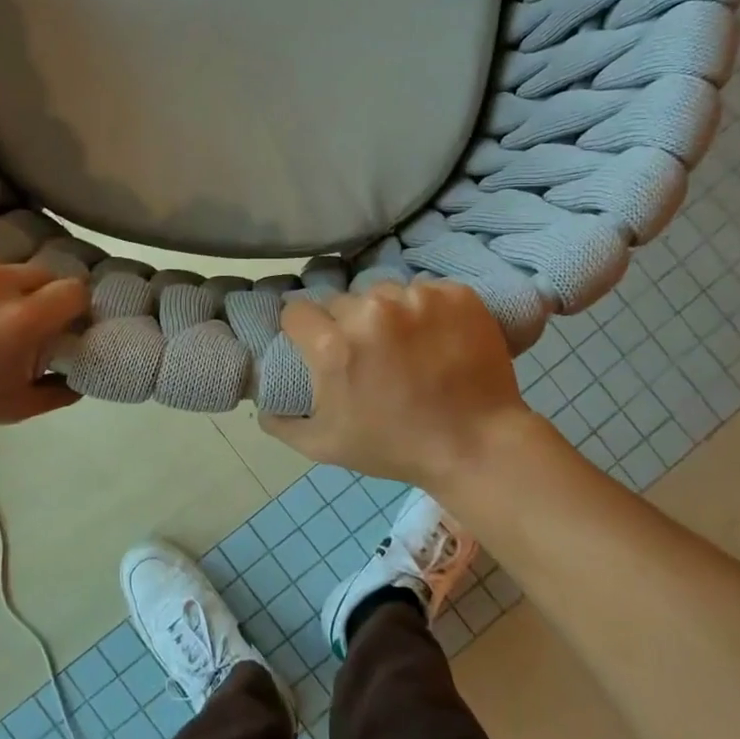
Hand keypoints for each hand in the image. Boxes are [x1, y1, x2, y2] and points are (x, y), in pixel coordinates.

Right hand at [262, 279, 547, 487]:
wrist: (477, 446)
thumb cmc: (396, 447)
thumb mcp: (325, 447)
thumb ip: (282, 423)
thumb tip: (262, 404)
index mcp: (334, 345)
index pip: (297, 311)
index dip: (303, 330)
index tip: (317, 345)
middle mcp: (371, 311)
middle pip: (341, 301)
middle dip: (347, 324)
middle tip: (369, 355)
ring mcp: (417, 299)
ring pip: (384, 292)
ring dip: (387, 314)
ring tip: (407, 345)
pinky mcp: (455, 294)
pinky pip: (425, 291)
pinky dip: (427, 310)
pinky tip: (437, 338)